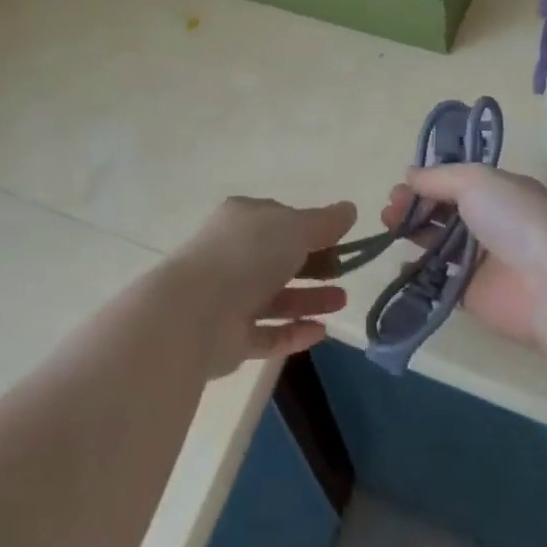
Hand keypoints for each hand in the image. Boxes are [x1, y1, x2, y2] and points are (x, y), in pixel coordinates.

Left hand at [170, 197, 357, 376]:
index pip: (280, 219)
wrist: (197, 311)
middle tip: (344, 273)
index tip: (341, 239)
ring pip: (276, 297)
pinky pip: (268, 333)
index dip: (311, 228)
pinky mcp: (230, 337)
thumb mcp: (294, 227)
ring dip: (310, 298)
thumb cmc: (248, 254)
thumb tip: (349, 209)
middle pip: (280, 259)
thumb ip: (323, 222)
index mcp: (242, 220)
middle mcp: (233, 255)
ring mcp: (229, 297)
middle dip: (314, 265)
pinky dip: (293, 332)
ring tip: (342, 302)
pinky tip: (321, 332)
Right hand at [378, 166, 546, 346]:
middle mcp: (491, 223)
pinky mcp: (473, 295)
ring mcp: (482, 261)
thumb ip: (438, 177)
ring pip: (440, 244)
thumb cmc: (515, 220)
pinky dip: (419, 273)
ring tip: (388, 230)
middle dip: (415, 207)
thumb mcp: (475, 180)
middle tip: (389, 210)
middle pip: (445, 211)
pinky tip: (399, 265)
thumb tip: (410, 174)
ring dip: (414, 234)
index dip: (427, 183)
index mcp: (498, 192)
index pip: (456, 182)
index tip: (401, 187)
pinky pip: (440, 281)